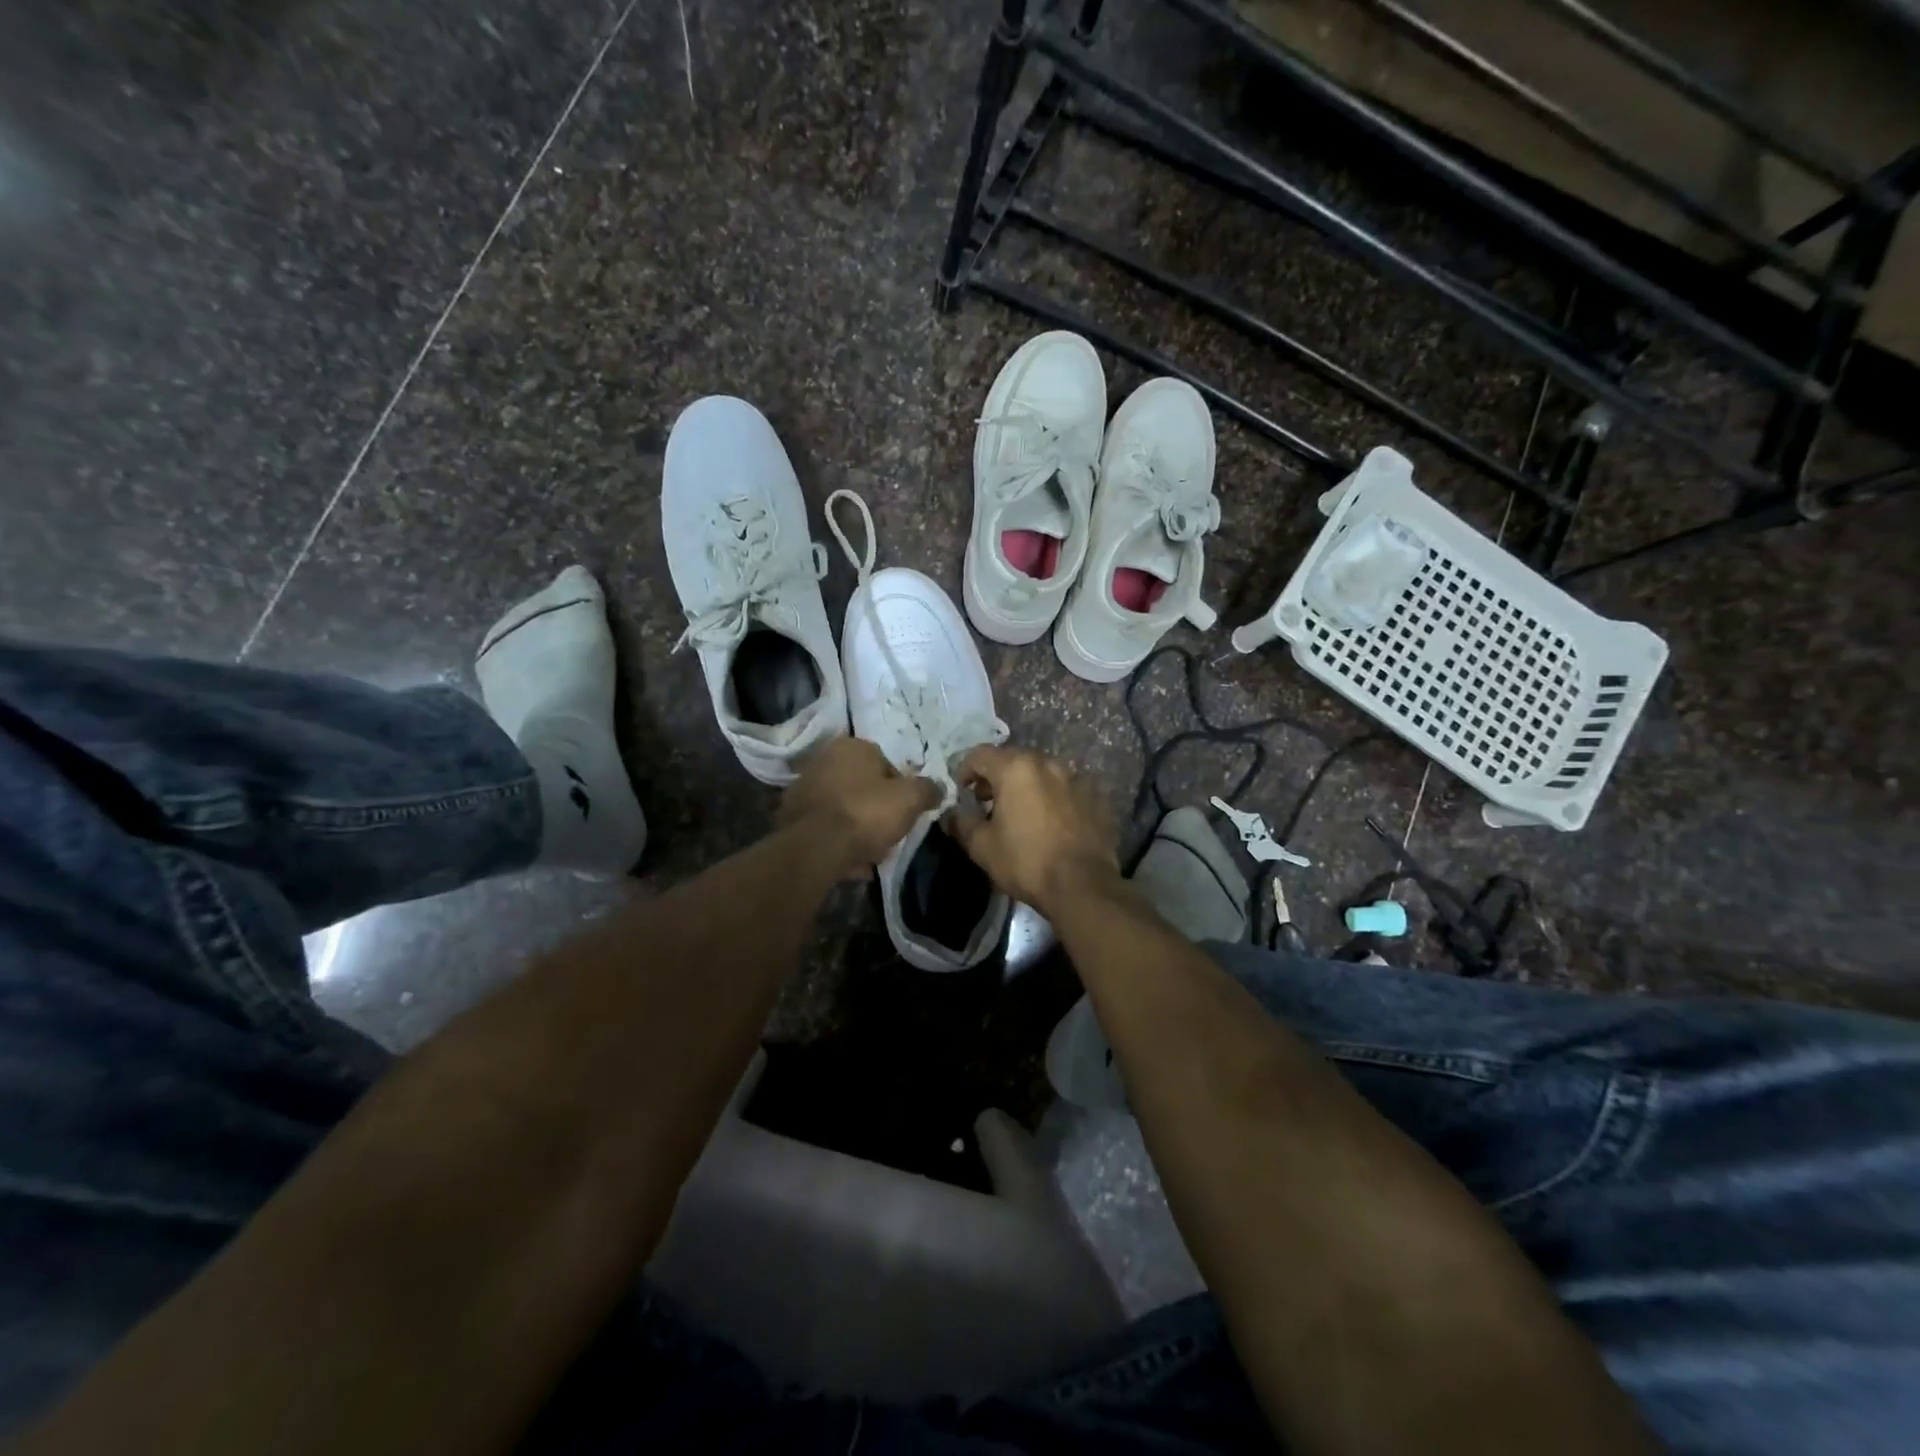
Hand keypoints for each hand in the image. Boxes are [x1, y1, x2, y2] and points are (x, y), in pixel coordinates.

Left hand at [779, 736, 938, 877]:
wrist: (815, 848)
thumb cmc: (865, 813)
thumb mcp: (910, 799)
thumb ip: (928, 790)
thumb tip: (939, 787)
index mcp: (852, 746)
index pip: (887, 764)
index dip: (901, 791)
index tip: (906, 813)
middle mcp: (824, 759)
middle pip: (864, 787)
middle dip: (878, 810)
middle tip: (889, 834)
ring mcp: (804, 787)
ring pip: (845, 808)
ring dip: (858, 828)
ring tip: (871, 854)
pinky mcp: (791, 816)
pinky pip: (827, 827)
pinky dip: (839, 841)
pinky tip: (850, 862)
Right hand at [946, 745, 1121, 915]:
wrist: (1083, 886)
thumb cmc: (1026, 862)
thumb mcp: (982, 847)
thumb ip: (961, 822)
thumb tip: (952, 813)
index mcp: (1016, 768)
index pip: (979, 755)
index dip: (964, 770)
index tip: (961, 792)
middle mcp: (1048, 763)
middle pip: (1013, 759)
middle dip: (996, 777)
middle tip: (987, 803)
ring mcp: (1076, 778)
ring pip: (1041, 773)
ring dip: (1026, 786)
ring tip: (1020, 813)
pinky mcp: (1096, 796)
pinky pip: (1065, 789)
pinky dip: (1052, 798)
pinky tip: (1051, 823)